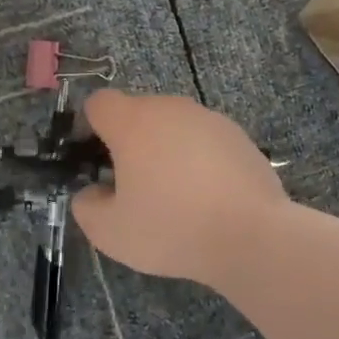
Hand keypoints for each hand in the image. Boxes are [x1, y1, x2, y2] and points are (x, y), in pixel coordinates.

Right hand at [70, 90, 287, 284]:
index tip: (94, 161)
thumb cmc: (171, 228)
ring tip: (173, 196)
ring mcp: (208, 119)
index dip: (88, 128)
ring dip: (164, 150)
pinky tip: (205, 198)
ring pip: (172, 126)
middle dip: (127, 142)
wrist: (252, 236)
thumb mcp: (109, 231)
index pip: (98, 103)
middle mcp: (170, 108)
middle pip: (136, 113)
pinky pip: (203, 141)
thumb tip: (92, 192)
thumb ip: (86, 206)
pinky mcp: (238, 136)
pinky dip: (196, 160)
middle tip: (131, 186)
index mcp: (133, 122)